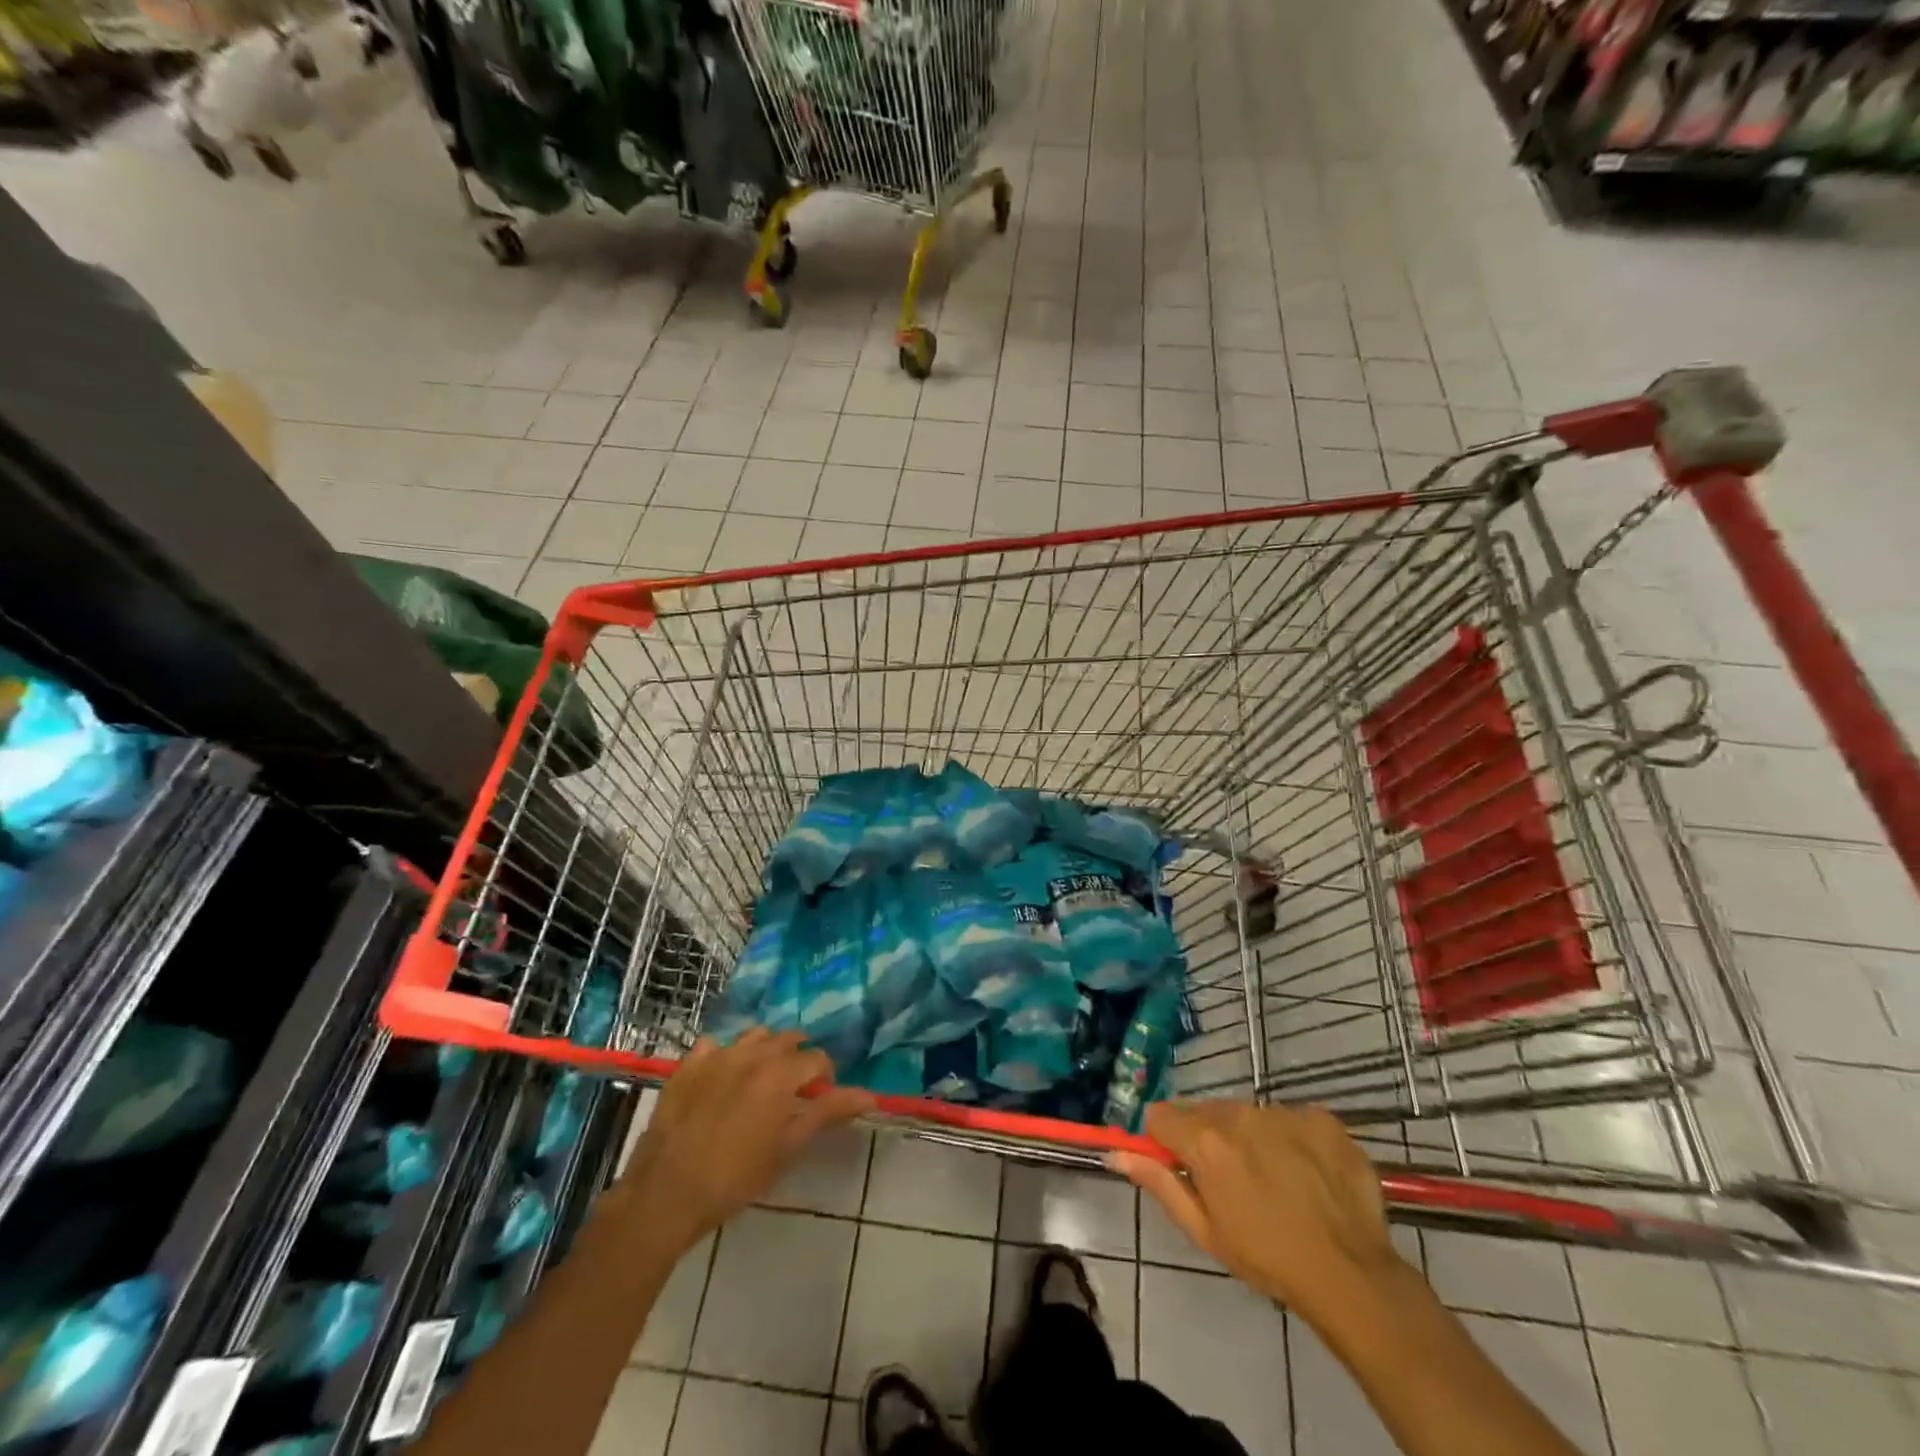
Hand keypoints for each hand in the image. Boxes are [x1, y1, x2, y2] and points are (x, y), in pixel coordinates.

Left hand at [615, 1030, 873, 1252]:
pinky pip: (714, 1046)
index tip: (820, 1099)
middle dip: (797, 1058)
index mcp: (781, 1072)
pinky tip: (723, 1078)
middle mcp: (752, 1053)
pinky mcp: (688, 1066)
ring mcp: (717, 1055)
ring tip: (762, 1080)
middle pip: (787, 1039)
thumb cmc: (736, 1177)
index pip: (817, 1058)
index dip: (824, 1078)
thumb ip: (827, 1113)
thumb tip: (870, 1096)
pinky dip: (725, 1055)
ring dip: (765, 1050)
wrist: (667, 1192)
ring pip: (753, 1036)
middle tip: (793, 1090)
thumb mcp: (788, 1148)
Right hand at [1109, 1101, 1400, 1324]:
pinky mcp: (1320, 1116)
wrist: (1353, 1275)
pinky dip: (1290, 1139)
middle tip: (1231, 1182)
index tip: (1179, 1165)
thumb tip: (1117, 1152)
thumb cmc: (1268, 1259)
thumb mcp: (1205, 1231)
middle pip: (1205, 1113)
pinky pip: (1289, 1118)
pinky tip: (1306, 1174)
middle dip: (1209, 1139)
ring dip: (1249, 1137)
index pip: (1161, 1115)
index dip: (1165, 1140)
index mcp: (1205, 1141)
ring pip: (1247, 1114)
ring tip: (1275, 1181)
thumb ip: (1159, 1183)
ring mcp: (1282, 1111)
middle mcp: (1238, 1114)